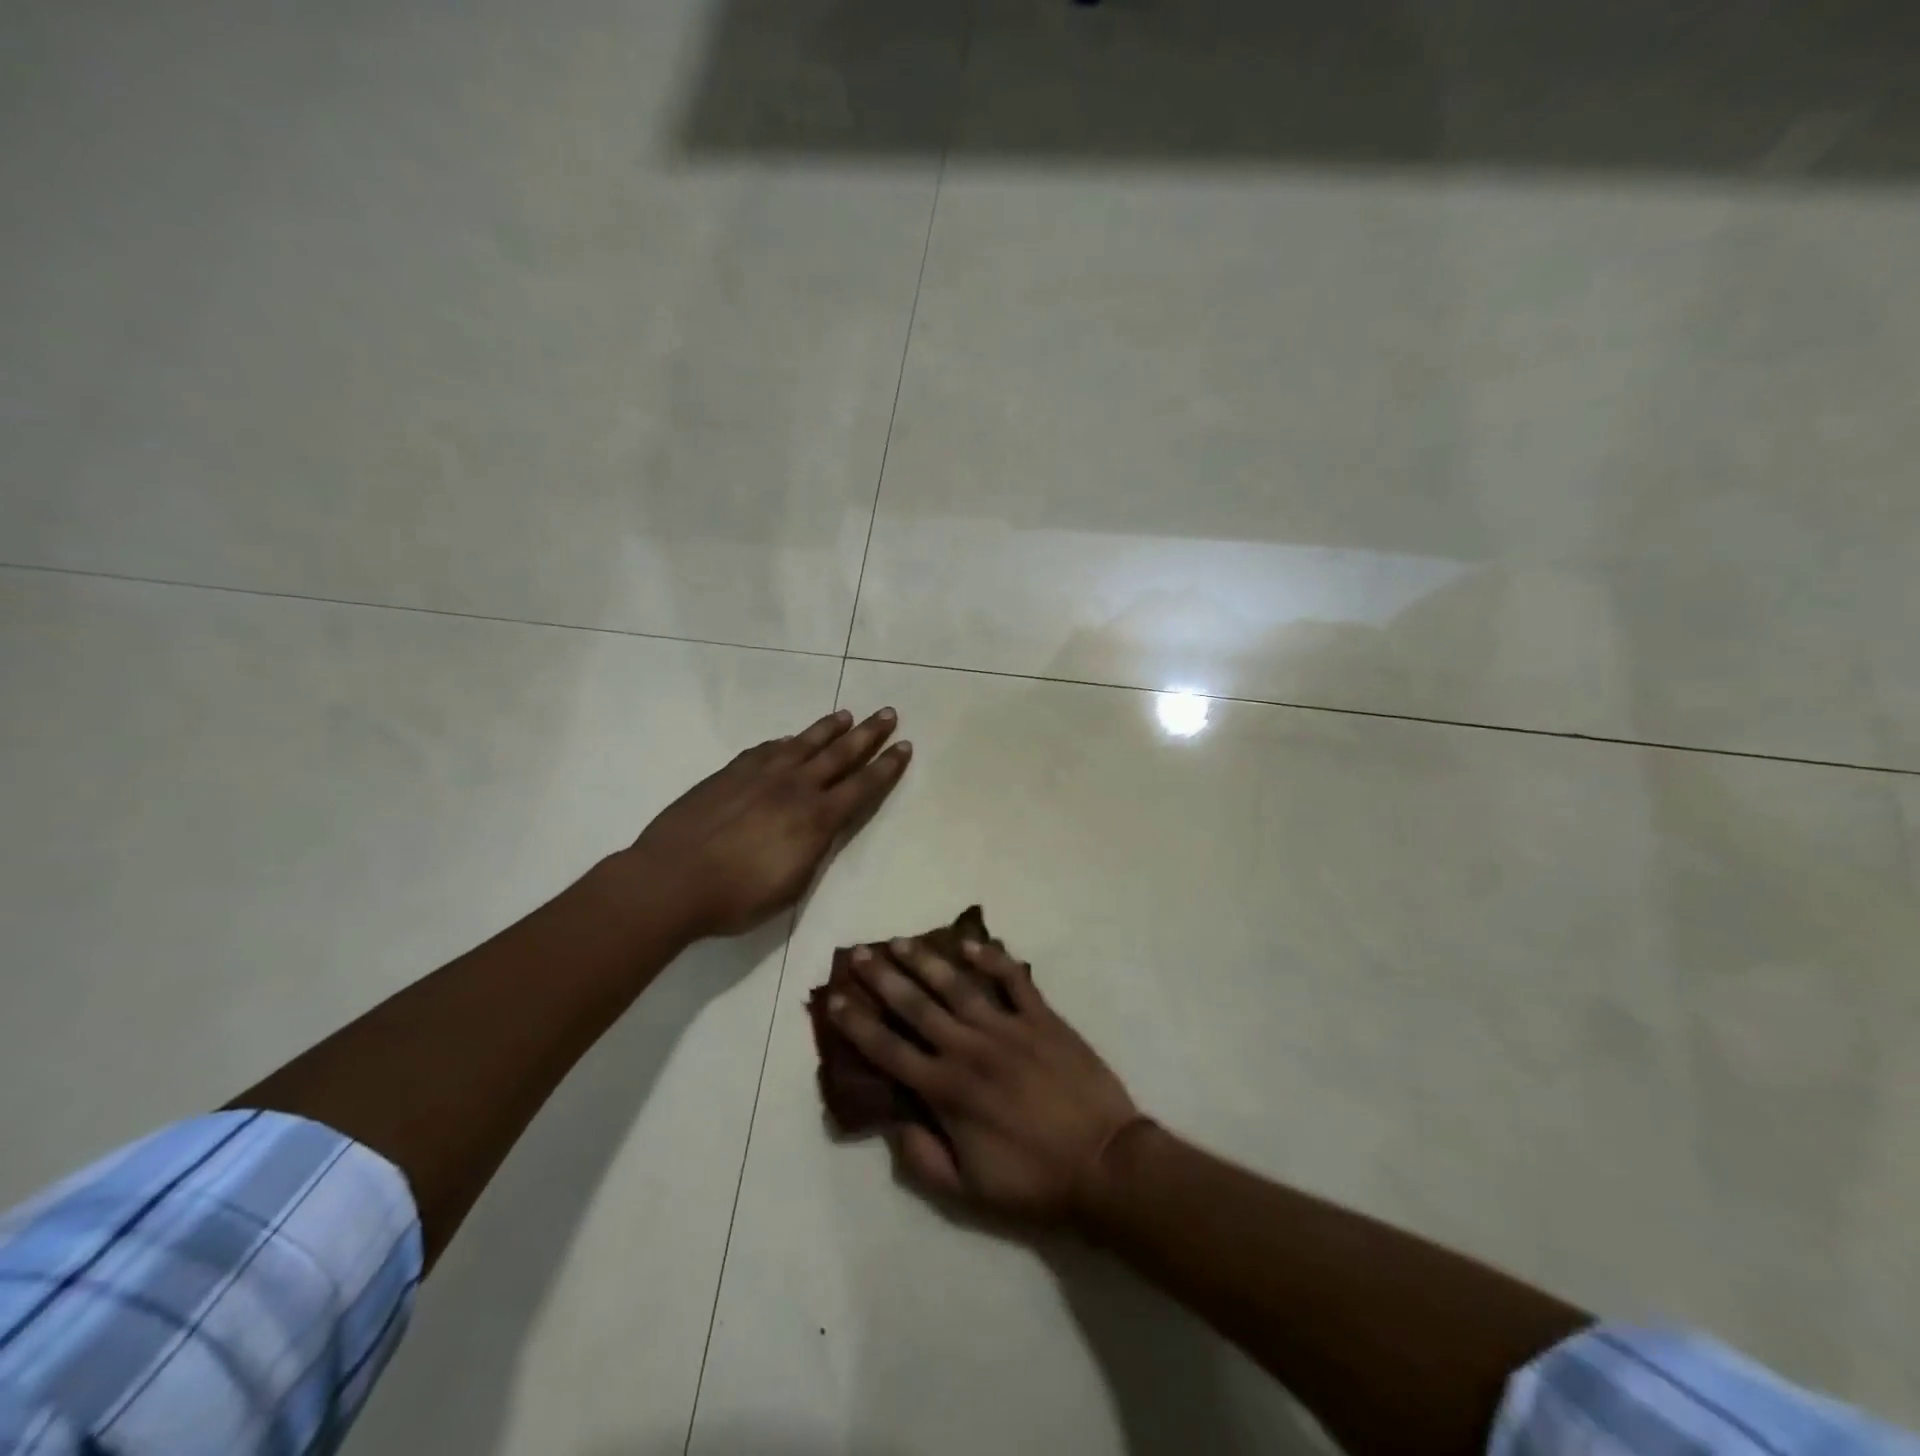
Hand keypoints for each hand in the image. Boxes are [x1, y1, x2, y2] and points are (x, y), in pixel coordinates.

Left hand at [629, 708, 910, 941]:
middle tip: (887, 713)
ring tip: (846, 715)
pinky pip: (767, 749)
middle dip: (867, 733)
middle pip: (839, 754)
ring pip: (803, 743)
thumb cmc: (736, 898)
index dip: (886, 767)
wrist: (670, 880)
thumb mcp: (791, 885)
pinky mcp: (730, 772)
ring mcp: (760, 775)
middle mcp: (794, 787)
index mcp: (816, 819)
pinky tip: (789, 740)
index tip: (904, 747)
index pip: (862, 786)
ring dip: (828, 728)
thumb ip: (814, 849)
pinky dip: (785, 742)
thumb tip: (825, 826)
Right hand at [830, 936, 1138, 1222]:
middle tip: (860, 953)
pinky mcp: (1042, 1017)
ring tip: (902, 941)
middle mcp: (968, 1049)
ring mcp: (1007, 1028)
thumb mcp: (967, 1190)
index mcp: (946, 1090)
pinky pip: (1013, 980)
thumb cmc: (1033, 1180)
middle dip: (883, 978)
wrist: (1104, 1163)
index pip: (889, 1050)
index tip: (836, 1000)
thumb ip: (922, 1157)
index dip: (858, 1024)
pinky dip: (992, 959)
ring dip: (926, 961)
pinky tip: (972, 944)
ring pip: (957, 985)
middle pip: (916, 1006)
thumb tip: (892, 1121)